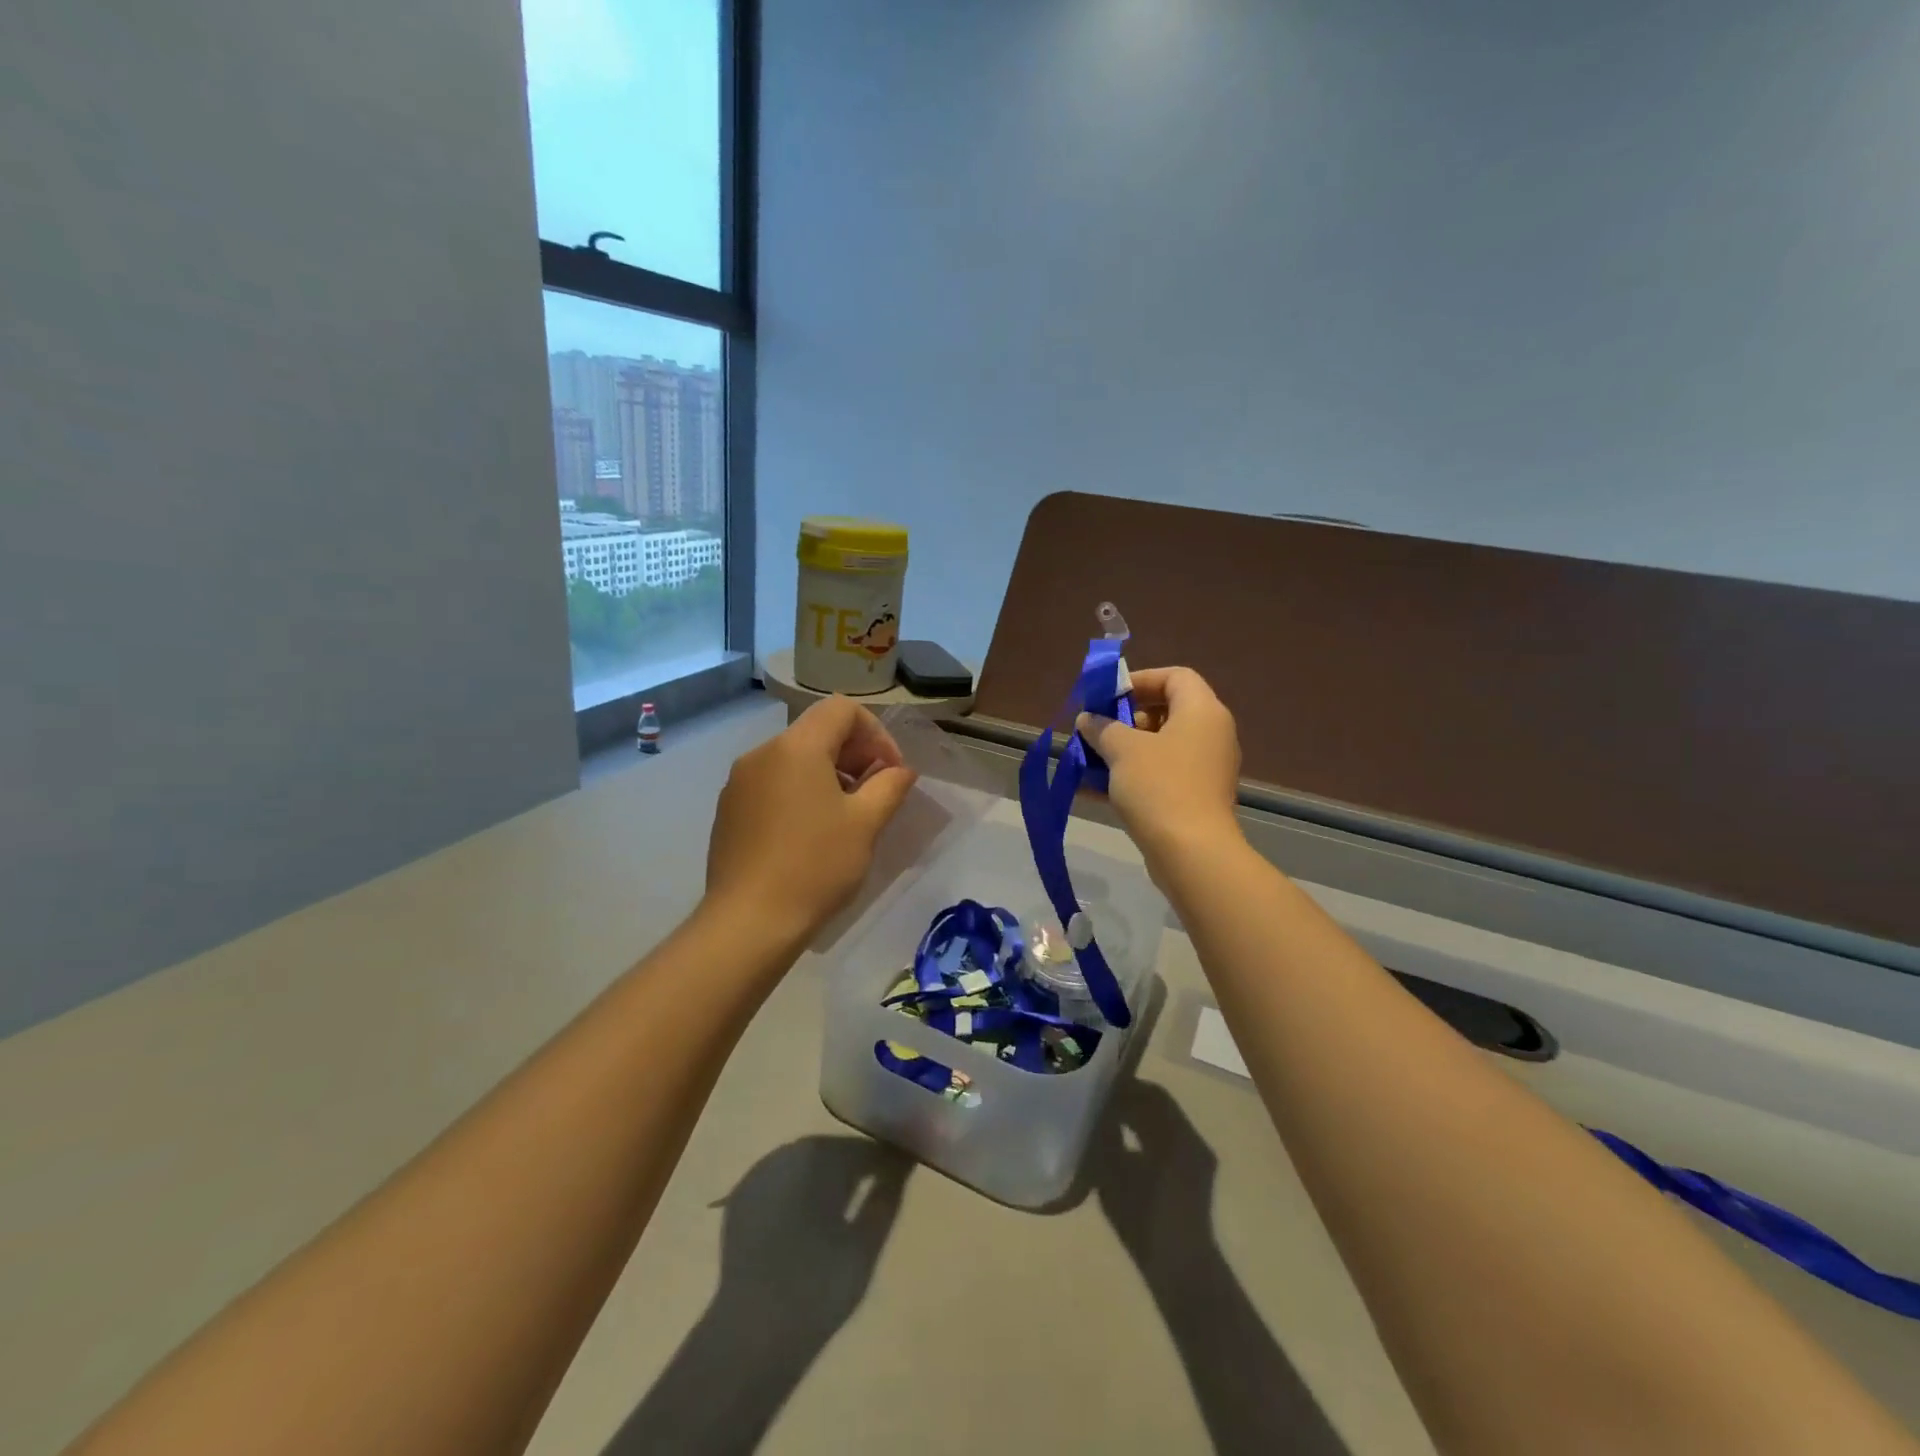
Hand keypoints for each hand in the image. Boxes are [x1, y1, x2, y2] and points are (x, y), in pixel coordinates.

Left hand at [705, 696, 917, 941]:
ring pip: (794, 758)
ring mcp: (739, 781)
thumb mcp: (866, 824)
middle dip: (854, 754)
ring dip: (829, 774)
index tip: (889, 772)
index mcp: (796, 747)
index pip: (842, 709)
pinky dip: (800, 792)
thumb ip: (889, 786)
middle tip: (875, 794)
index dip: (876, 733)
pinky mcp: (729, 809)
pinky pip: (773, 783)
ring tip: (846, 816)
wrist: (748, 922)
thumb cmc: (815, 866)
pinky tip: (811, 833)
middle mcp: (762, 753)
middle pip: (817, 730)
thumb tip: (900, 770)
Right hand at [1078, 666, 1241, 869]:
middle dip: (1125, 719)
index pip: (1175, 676)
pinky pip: (1161, 775)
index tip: (1108, 696)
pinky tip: (1093, 789)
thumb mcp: (1122, 750)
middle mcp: (1211, 734)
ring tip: (1089, 759)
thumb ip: (1102, 728)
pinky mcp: (1196, 797)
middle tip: (1097, 729)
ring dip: (1123, 749)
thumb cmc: (1159, 786)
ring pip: (1160, 746)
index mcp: (1202, 711)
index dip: (1140, 680)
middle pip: (1167, 711)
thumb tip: (1088, 719)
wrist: (1191, 853)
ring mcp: (1206, 768)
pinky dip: (1131, 776)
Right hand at [1092, 1080, 1219, 1279]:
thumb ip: (1106, 1137)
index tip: (1099, 1084)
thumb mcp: (1112, 1174)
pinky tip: (1127, 1143)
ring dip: (1140, 1116)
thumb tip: (1097, 1113)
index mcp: (1176, 1135)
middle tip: (1100, 1098)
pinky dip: (1150, 1133)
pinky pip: (1172, 1139)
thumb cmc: (1144, 1220)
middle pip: (1160, 1105)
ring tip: (1110, 1118)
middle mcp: (1192, 1139)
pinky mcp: (1198, 1175)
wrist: (1181, 1269)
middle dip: (1131, 1099)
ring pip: (1166, 1122)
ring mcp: (1198, 1157)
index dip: (1124, 1086)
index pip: (1150, 1093)